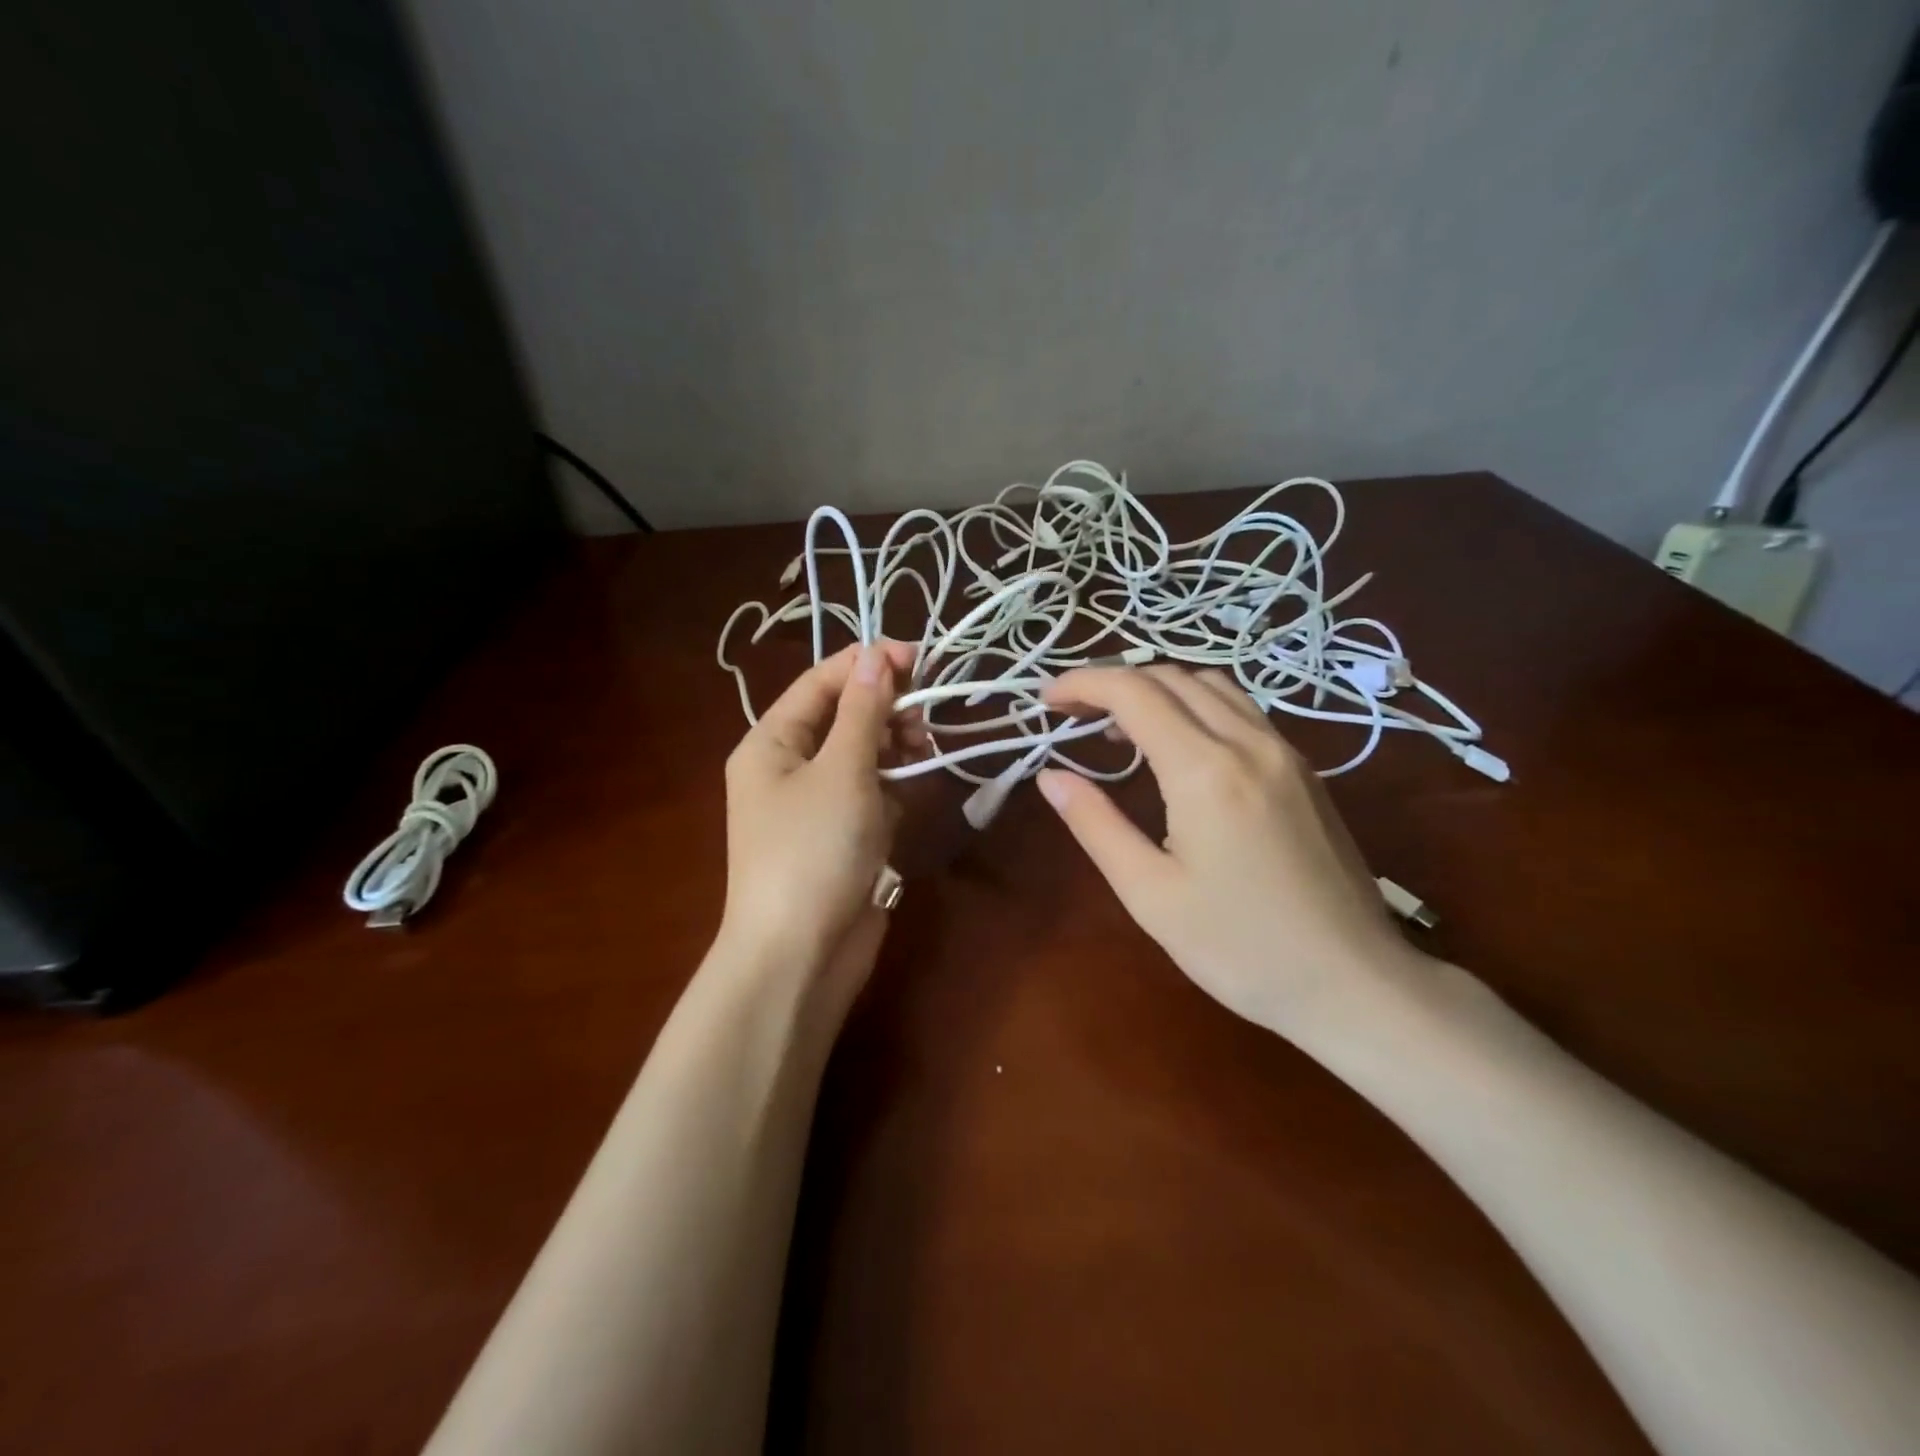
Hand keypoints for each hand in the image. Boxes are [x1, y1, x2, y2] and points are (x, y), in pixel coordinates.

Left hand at [717, 641, 917, 1007]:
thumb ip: (864, 712)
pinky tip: (913, 793)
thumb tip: (878, 656)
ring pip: (863, 755)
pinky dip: (894, 787)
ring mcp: (817, 804)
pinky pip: (872, 793)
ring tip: (925, 751)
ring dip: (895, 747)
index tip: (921, 657)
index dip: (868, 663)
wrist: (800, 956)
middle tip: (927, 716)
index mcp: (771, 742)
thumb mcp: (842, 771)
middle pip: (843, 716)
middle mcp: (789, 766)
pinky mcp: (843, 836)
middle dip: (886, 708)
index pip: (821, 682)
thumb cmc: (813, 850)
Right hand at [1037, 666, 1420, 1035]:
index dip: (1083, 683)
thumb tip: (1050, 776)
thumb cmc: (1240, 949)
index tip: (1046, 699)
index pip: (1133, 692)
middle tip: (1072, 713)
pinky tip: (1178, 747)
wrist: (1354, 983)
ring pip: (1211, 685)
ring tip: (1119, 727)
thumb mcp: (1150, 893)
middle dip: (1113, 681)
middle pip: (1171, 677)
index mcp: (1205, 770)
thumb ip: (1095, 824)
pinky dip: (1194, 706)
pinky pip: (1240, 710)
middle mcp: (1248, 743)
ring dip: (1157, 689)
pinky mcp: (1303, 770)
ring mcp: (1284, 752)